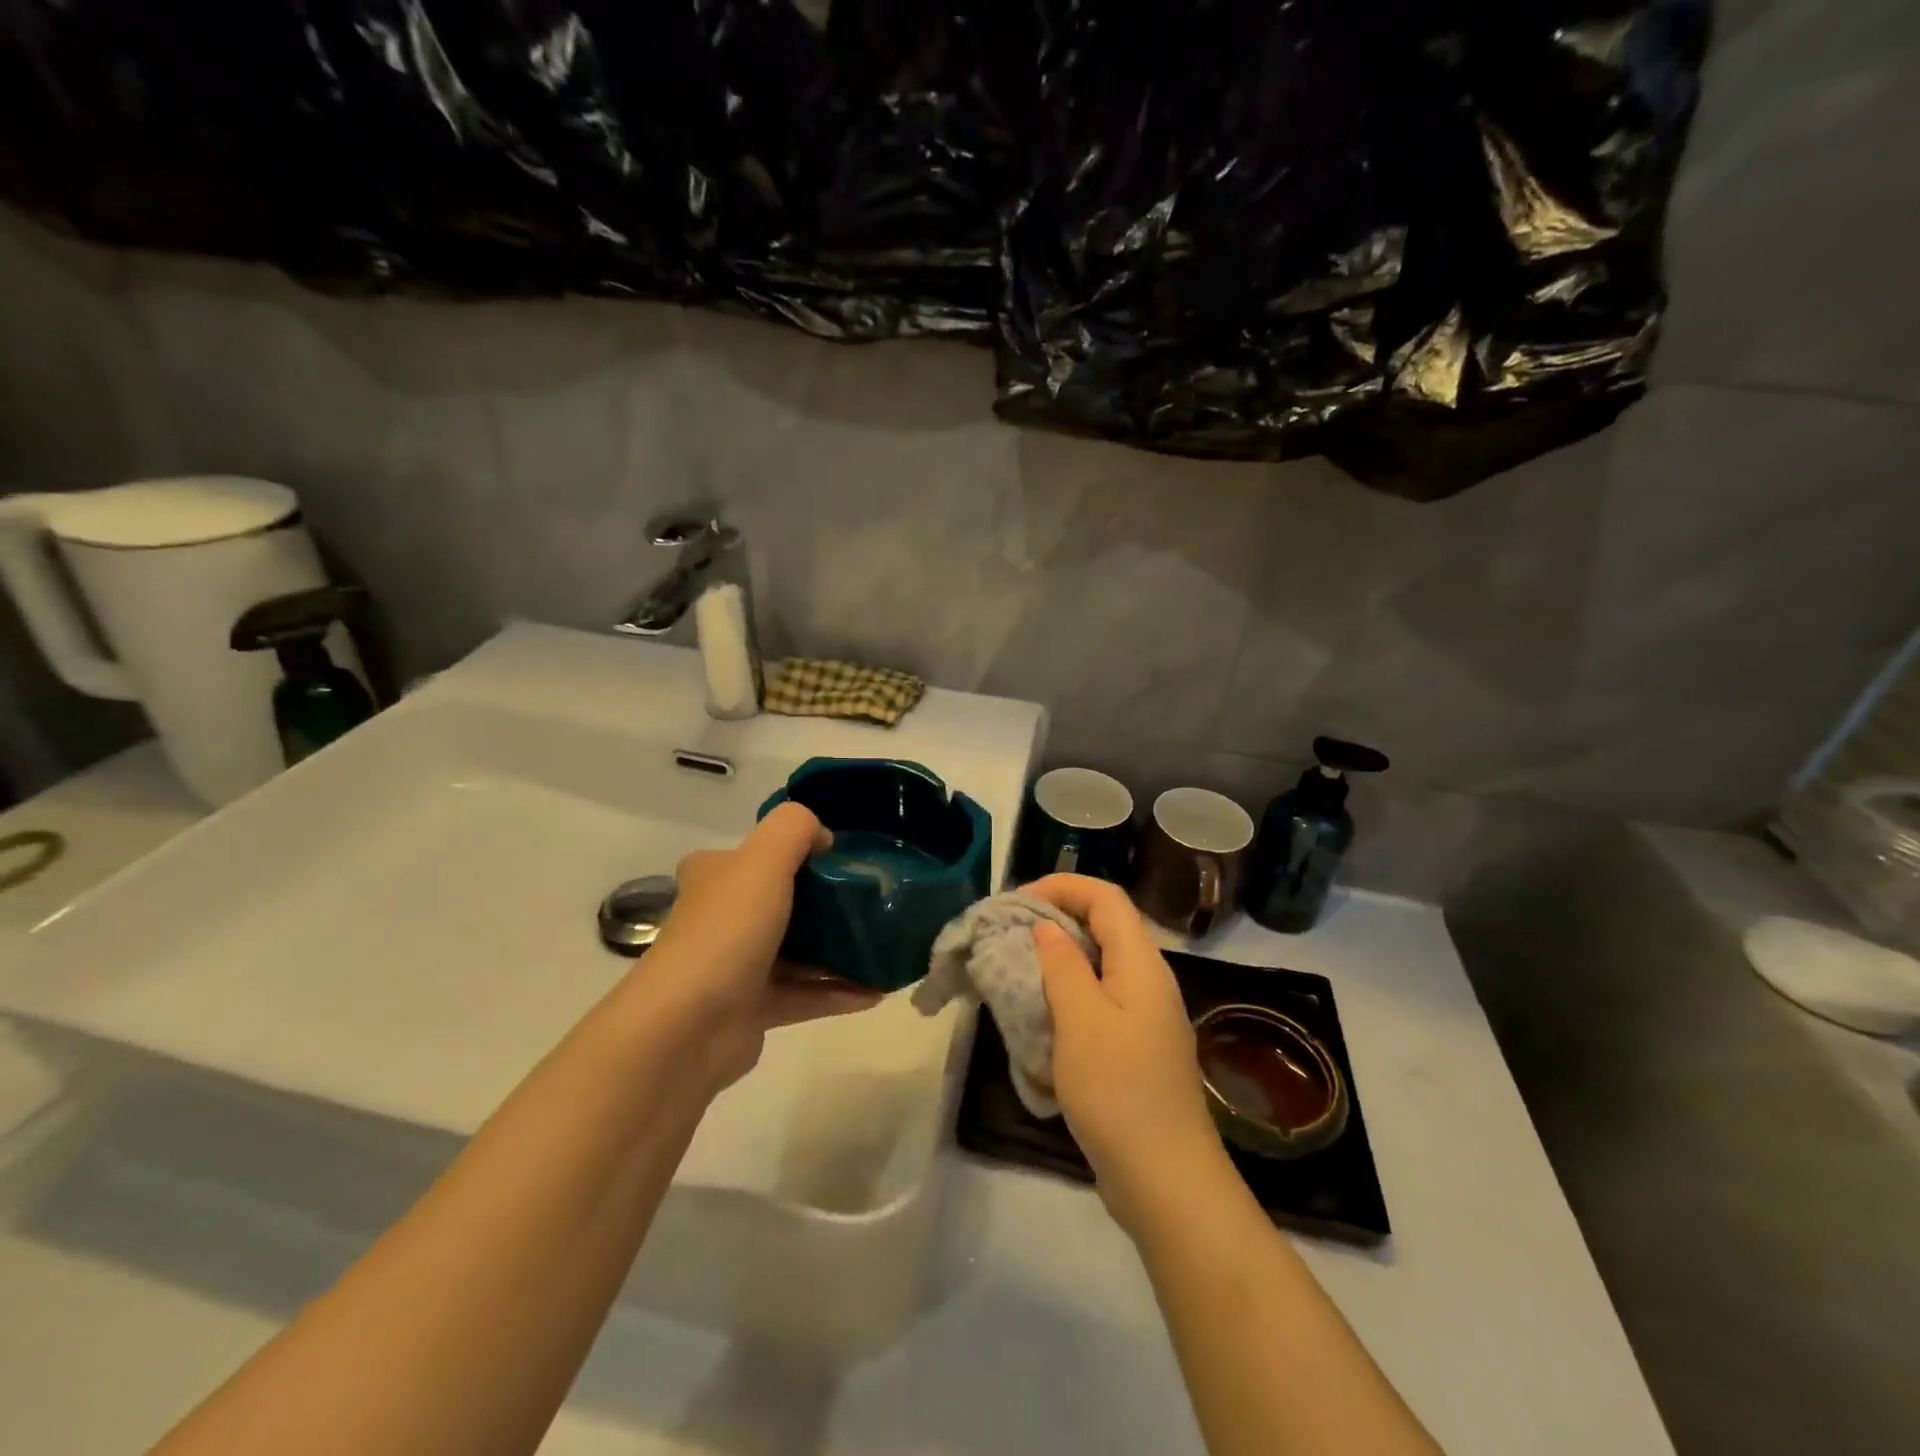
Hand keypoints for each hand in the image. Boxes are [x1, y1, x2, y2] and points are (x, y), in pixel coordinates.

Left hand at [646, 803, 880, 1093]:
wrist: (688, 1027)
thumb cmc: (727, 931)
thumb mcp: (763, 858)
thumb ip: (795, 828)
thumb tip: (822, 838)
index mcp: (717, 876)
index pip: (758, 854)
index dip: (799, 851)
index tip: (843, 861)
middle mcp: (722, 917)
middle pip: (783, 902)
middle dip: (829, 904)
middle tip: (873, 904)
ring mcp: (736, 965)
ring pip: (798, 952)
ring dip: (840, 952)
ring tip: (883, 949)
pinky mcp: (752, 1009)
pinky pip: (804, 994)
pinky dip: (837, 992)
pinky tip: (876, 992)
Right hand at [1026, 874, 1232, 1233]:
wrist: (1166, 1181)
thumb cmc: (1119, 1091)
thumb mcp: (1081, 1020)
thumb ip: (1063, 965)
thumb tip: (1049, 928)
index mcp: (1141, 964)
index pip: (1106, 898)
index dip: (1062, 886)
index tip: (1017, 901)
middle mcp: (1149, 981)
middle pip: (1105, 927)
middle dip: (1056, 920)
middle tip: (1010, 934)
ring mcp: (1146, 1017)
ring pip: (1100, 966)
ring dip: (1059, 960)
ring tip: (1018, 971)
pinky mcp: (1137, 1049)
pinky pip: (1100, 1003)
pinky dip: (1068, 997)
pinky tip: (1042, 1019)